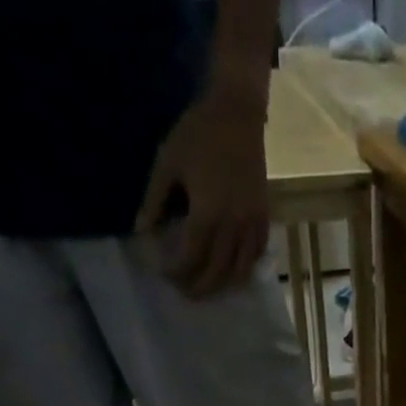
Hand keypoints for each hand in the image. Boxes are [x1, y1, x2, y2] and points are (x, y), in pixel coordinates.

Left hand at [135, 79, 270, 298]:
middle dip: (199, 286)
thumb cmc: (198, 133)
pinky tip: (232, 269)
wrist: (238, 114)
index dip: (177, 271)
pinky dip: (244, 267)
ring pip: (239, 271)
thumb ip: (154, 200)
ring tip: (209, 287)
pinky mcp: (263, 219)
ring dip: (223, 284)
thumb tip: (142, 232)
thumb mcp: (167, 162)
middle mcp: (232, 228)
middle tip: (185, 292)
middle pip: (216, 272)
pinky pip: (256, 255)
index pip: (192, 258)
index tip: (165, 275)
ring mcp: (251, 226)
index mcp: (207, 214)